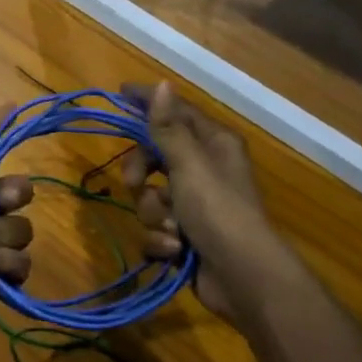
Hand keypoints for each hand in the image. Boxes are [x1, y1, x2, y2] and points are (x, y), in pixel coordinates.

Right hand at [121, 81, 273, 322]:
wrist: (243, 278)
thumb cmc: (219, 211)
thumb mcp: (189, 164)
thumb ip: (168, 127)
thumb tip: (163, 83)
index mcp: (213, 145)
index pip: (176, 112)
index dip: (148, 102)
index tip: (119, 93)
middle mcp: (205, 170)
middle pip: (154, 157)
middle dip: (140, 173)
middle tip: (135, 183)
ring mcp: (194, 206)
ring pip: (150, 197)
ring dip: (153, 214)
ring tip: (171, 228)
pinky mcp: (185, 236)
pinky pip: (156, 228)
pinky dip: (161, 239)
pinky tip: (176, 249)